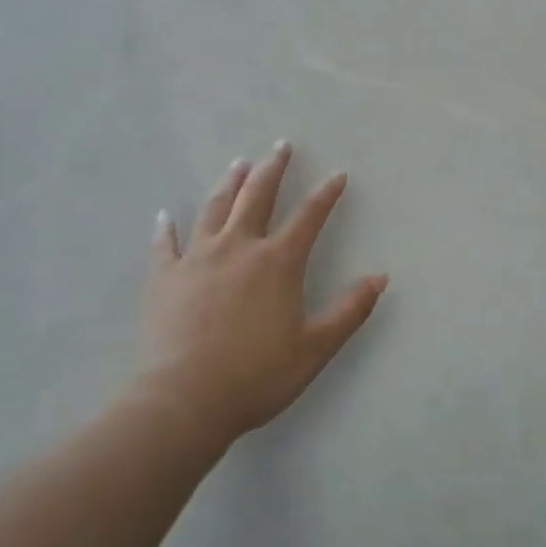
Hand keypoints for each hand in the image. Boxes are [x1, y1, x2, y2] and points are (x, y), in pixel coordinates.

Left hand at [134, 143, 386, 444]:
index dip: (327, 194)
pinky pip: (165, 244)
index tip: (338, 174)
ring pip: (215, 208)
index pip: (309, 216)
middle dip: (273, 168)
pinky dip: (165, 228)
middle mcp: (239, 247)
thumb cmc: (256, 375)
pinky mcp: (165, 277)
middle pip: (257, 196)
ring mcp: (197, 258)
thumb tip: (381, 277)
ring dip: (229, 183)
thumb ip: (350, 310)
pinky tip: (164, 214)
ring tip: (238, 163)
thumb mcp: (315, 347)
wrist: (184, 400)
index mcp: (278, 262)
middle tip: (281, 146)